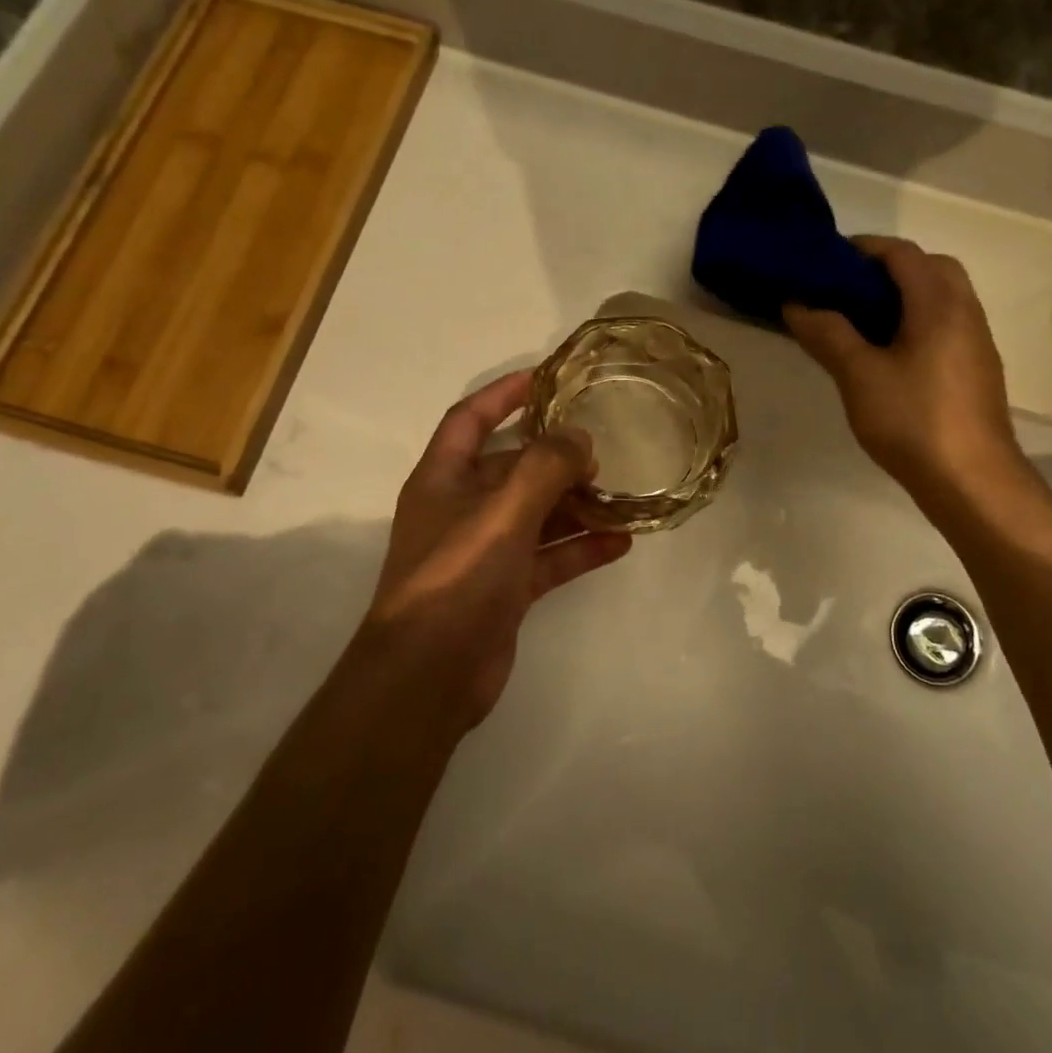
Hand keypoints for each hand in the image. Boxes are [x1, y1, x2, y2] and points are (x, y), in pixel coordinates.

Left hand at [361, 370, 631, 728]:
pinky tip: (621, 543)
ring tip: (622, 495)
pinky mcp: (505, 589)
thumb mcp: (502, 513)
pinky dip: (580, 548)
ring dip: (575, 505)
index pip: (470, 419)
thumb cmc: (457, 578)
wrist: (430, 675)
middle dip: (555, 457)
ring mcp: (485, 551)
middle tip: (603, 450)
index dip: (503, 393)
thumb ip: (544, 468)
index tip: (546, 377)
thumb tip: (579, 438)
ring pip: (537, 514)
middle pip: (512, 468)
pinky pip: (549, 557)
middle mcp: (462, 509)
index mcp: (444, 479)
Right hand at [784, 236, 1021, 493]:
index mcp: (939, 302)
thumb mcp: (859, 375)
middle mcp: (965, 311)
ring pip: (939, 298)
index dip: (860, 249)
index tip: (823, 263)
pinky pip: (943, 326)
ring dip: (901, 298)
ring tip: (858, 323)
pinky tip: (886, 357)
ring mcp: (975, 341)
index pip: (900, 252)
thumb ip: (828, 333)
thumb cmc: (913, 421)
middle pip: (928, 267)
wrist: (972, 481)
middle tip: (844, 292)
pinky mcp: (975, 369)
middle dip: (885, 270)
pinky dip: (914, 323)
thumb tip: (796, 303)